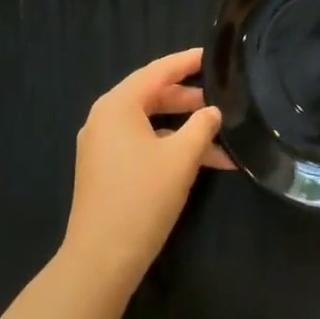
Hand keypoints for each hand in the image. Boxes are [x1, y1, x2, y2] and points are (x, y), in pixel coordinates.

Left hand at [61, 48, 224, 289]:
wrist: (99, 263)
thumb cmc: (141, 199)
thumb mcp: (181, 159)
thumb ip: (202, 127)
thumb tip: (213, 111)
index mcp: (118, 104)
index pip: (158, 71)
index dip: (186, 61)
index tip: (211, 54)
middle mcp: (105, 117)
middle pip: (152, 95)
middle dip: (188, 99)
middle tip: (220, 97)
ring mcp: (101, 145)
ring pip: (149, 123)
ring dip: (183, 129)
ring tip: (219, 134)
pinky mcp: (104, 169)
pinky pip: (141, 144)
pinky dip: (168, 147)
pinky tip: (201, 162)